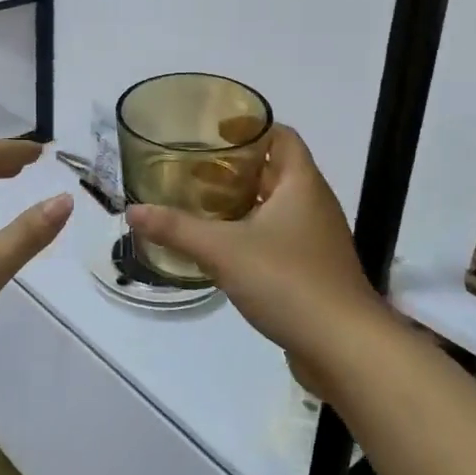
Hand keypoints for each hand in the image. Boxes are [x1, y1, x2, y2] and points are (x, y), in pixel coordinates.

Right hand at [126, 125, 384, 372]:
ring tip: (197, 202)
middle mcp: (312, 204)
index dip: (250, 126)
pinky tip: (219, 245)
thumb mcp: (223, 250)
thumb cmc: (288, 281)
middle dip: (234, 166)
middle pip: (274, 169)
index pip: (281, 136)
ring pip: (274, 205)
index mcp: (301, 184)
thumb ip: (176, 228)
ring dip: (240, 200)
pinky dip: (249, 231)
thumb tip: (131, 211)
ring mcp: (315, 238)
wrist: (344, 347)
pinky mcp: (311, 269)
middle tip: (192, 167)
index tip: (212, 129)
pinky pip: (276, 235)